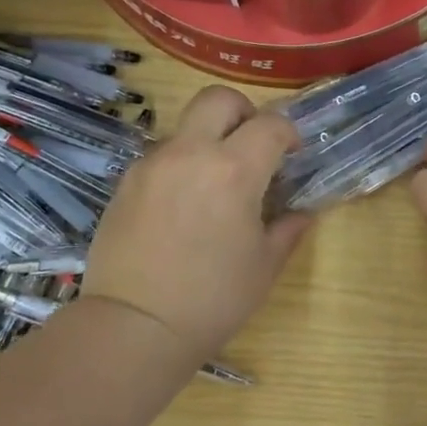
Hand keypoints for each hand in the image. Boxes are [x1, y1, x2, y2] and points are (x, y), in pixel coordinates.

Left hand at [84, 86, 310, 361]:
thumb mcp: (264, 266)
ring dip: (207, 141)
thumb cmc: (213, 299)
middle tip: (251, 145)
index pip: (270, 124)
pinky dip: (180, 167)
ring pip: (185, 128)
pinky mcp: (125, 182)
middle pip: (217, 99)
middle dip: (243, 111)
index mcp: (234, 170)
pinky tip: (181, 207)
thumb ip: (287, 229)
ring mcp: (152, 164)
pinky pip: (160, 157)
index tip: (292, 152)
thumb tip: (301, 212)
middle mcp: (190, 153)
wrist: (134, 326)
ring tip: (213, 187)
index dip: (288, 132)